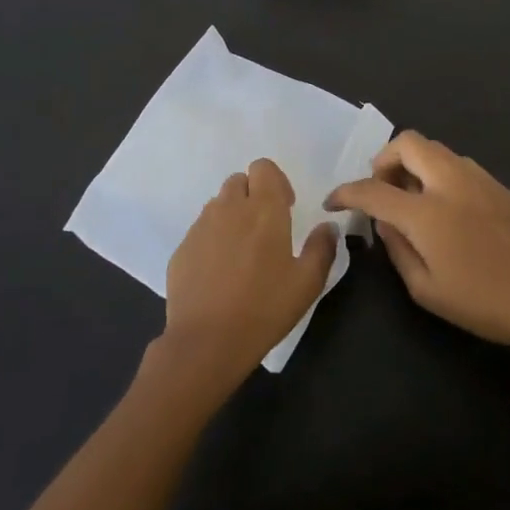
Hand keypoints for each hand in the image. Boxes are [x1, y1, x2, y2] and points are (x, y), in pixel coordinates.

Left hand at [161, 159, 337, 388]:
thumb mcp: (307, 283)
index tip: (284, 209)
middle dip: (252, 195)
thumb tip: (327, 227)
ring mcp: (201, 227)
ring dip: (231, 215)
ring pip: (218, 204)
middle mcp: (230, 208)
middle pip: (239, 181)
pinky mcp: (182, 248)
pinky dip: (212, 239)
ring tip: (241, 252)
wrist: (207, 342)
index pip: (263, 167)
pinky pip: (200, 230)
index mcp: (264, 209)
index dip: (275, 182)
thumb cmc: (264, 308)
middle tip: (263, 229)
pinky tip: (219, 272)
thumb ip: (322, 247)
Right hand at [326, 132, 509, 349]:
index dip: (347, 193)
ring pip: (434, 148)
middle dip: (384, 159)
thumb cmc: (481, 301)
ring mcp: (477, 177)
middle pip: (407, 143)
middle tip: (382, 189)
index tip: (335, 201)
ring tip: (412, 199)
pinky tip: (444, 206)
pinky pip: (456, 163)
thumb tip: (385, 222)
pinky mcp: (496, 183)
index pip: (373, 189)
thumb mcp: (424, 288)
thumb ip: (396, 248)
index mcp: (427, 212)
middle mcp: (449, 182)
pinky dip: (437, 172)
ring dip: (413, 164)